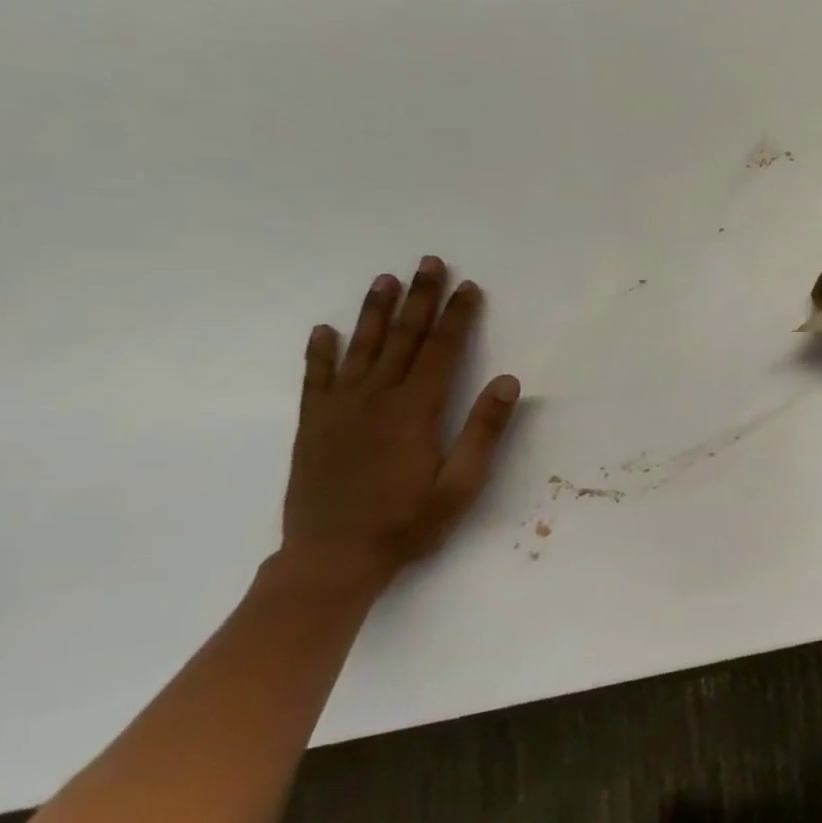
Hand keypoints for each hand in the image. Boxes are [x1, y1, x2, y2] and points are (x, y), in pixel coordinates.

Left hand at [272, 256, 520, 600]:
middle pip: (402, 338)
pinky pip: (316, 379)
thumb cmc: (408, 523)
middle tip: (429, 262)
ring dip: (375, 312)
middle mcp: (376, 400)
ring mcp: (340, 410)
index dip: (457, 316)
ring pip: (360, 349)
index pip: (441, 351)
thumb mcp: (461, 485)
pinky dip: (320, 352)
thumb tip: (507, 380)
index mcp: (415, 411)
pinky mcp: (314, 426)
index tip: (469, 287)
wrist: (332, 559)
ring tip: (384, 279)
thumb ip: (484, 431)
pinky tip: (324, 330)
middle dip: (419, 298)